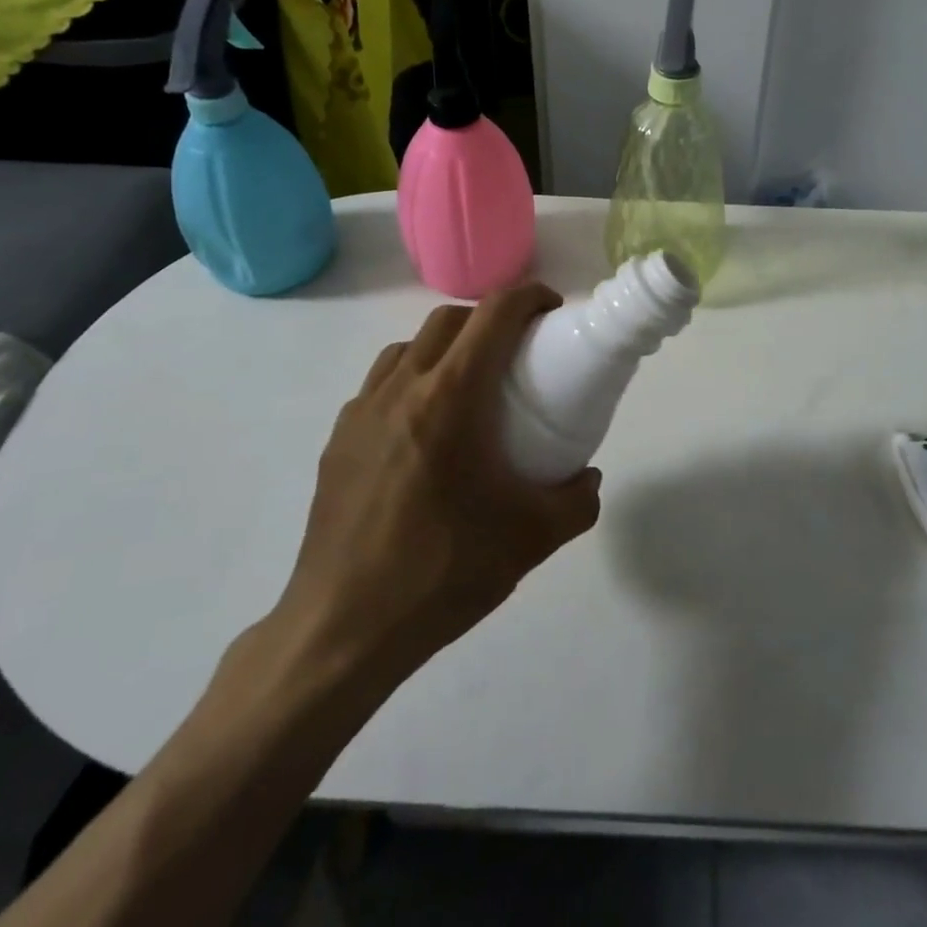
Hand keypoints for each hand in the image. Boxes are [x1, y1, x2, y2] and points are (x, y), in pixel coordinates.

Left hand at [262, 284, 601, 687]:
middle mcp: (402, 388)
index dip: (528, 297)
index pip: (494, 315)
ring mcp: (361, 412)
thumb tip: (588, 478)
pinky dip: (411, 383)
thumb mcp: (532, 538)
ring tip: (469, 388)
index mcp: (451, 396)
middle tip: (517, 351)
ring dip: (445, 348)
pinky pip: (380, 386)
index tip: (552, 311)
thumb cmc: (444, 571)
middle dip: (488, 319)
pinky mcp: (338, 441)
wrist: (344, 629)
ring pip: (408, 349)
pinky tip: (424, 433)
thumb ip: (577, 500)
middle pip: (448, 320)